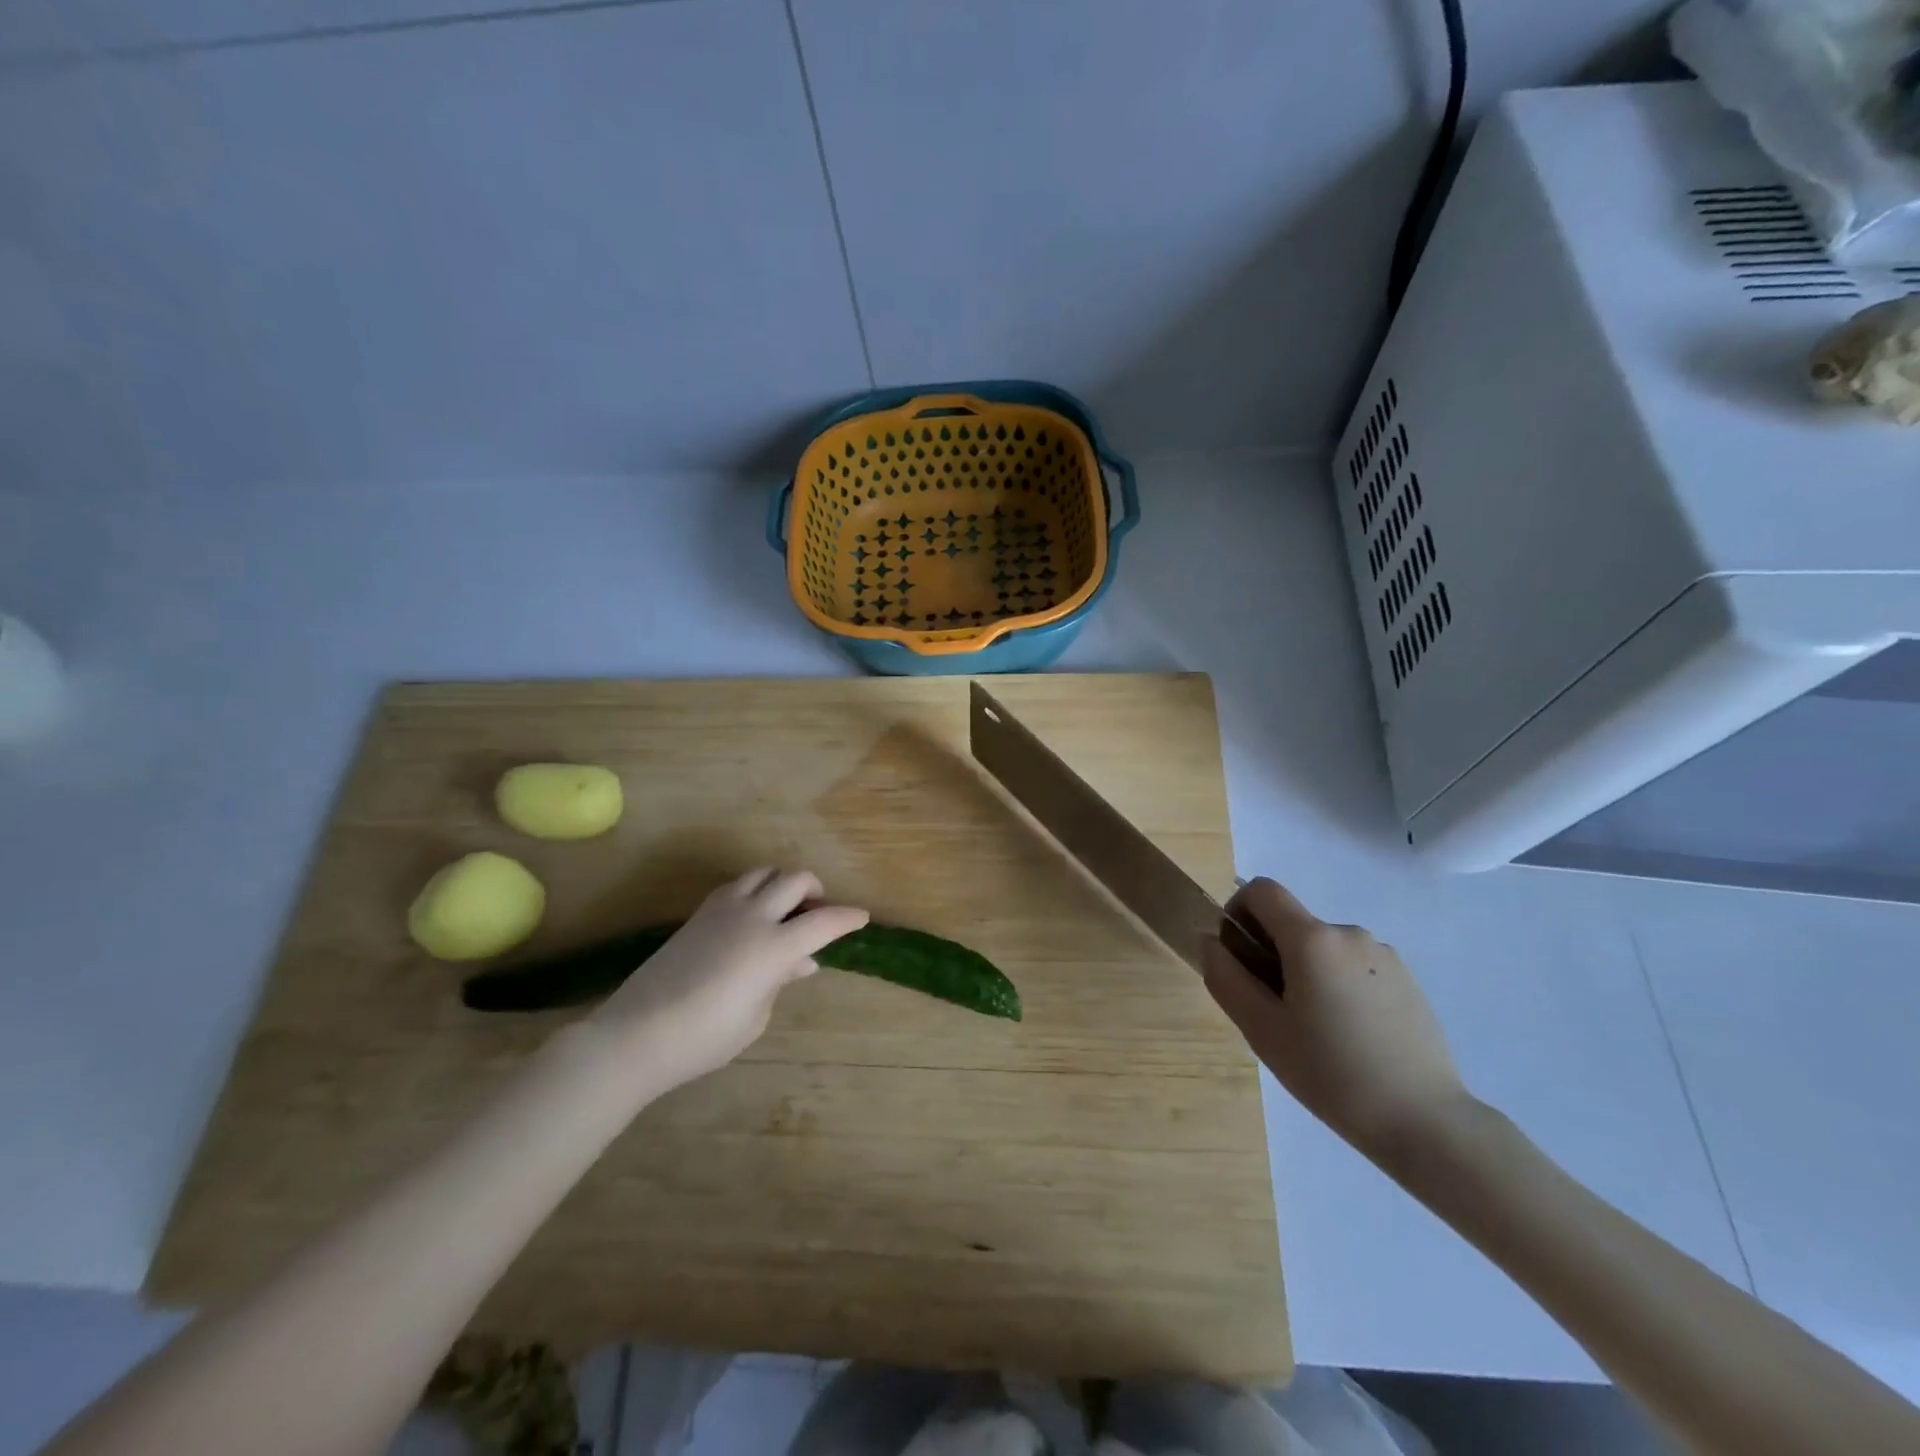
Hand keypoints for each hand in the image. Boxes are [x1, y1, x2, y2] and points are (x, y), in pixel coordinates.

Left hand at [587, 868, 867, 1090]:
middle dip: (815, 890)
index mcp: (775, 946)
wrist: (637, 1034)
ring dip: (783, 883)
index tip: (862, 917)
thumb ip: (781, 980)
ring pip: (764, 872)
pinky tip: (752, 916)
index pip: (824, 921)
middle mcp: (753, 917)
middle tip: (819, 913)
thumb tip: (802, 961)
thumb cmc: (705, 1037)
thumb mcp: (755, 1016)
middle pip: (795, 880)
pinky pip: (737, 885)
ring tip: (785, 909)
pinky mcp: (699, 914)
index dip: (848, 917)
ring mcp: (723, 910)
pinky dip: (755, 890)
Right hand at [1201, 877, 1470, 1157]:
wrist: (1425, 1121)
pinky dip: (1338, 985)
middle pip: (1292, 923)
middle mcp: (1349, 933)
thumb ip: (1226, 977)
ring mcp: (1383, 955)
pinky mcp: (1406, 980)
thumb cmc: (1331, 1073)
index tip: (1239, 957)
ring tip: (1315, 1031)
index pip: (1261, 890)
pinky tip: (1350, 1036)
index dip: (1238, 911)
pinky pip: (1353, 966)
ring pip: (1323, 948)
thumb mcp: (1261, 1030)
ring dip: (1306, 972)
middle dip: (1272, 953)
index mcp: (1312, 939)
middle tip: (1274, 1011)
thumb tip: (1211, 941)